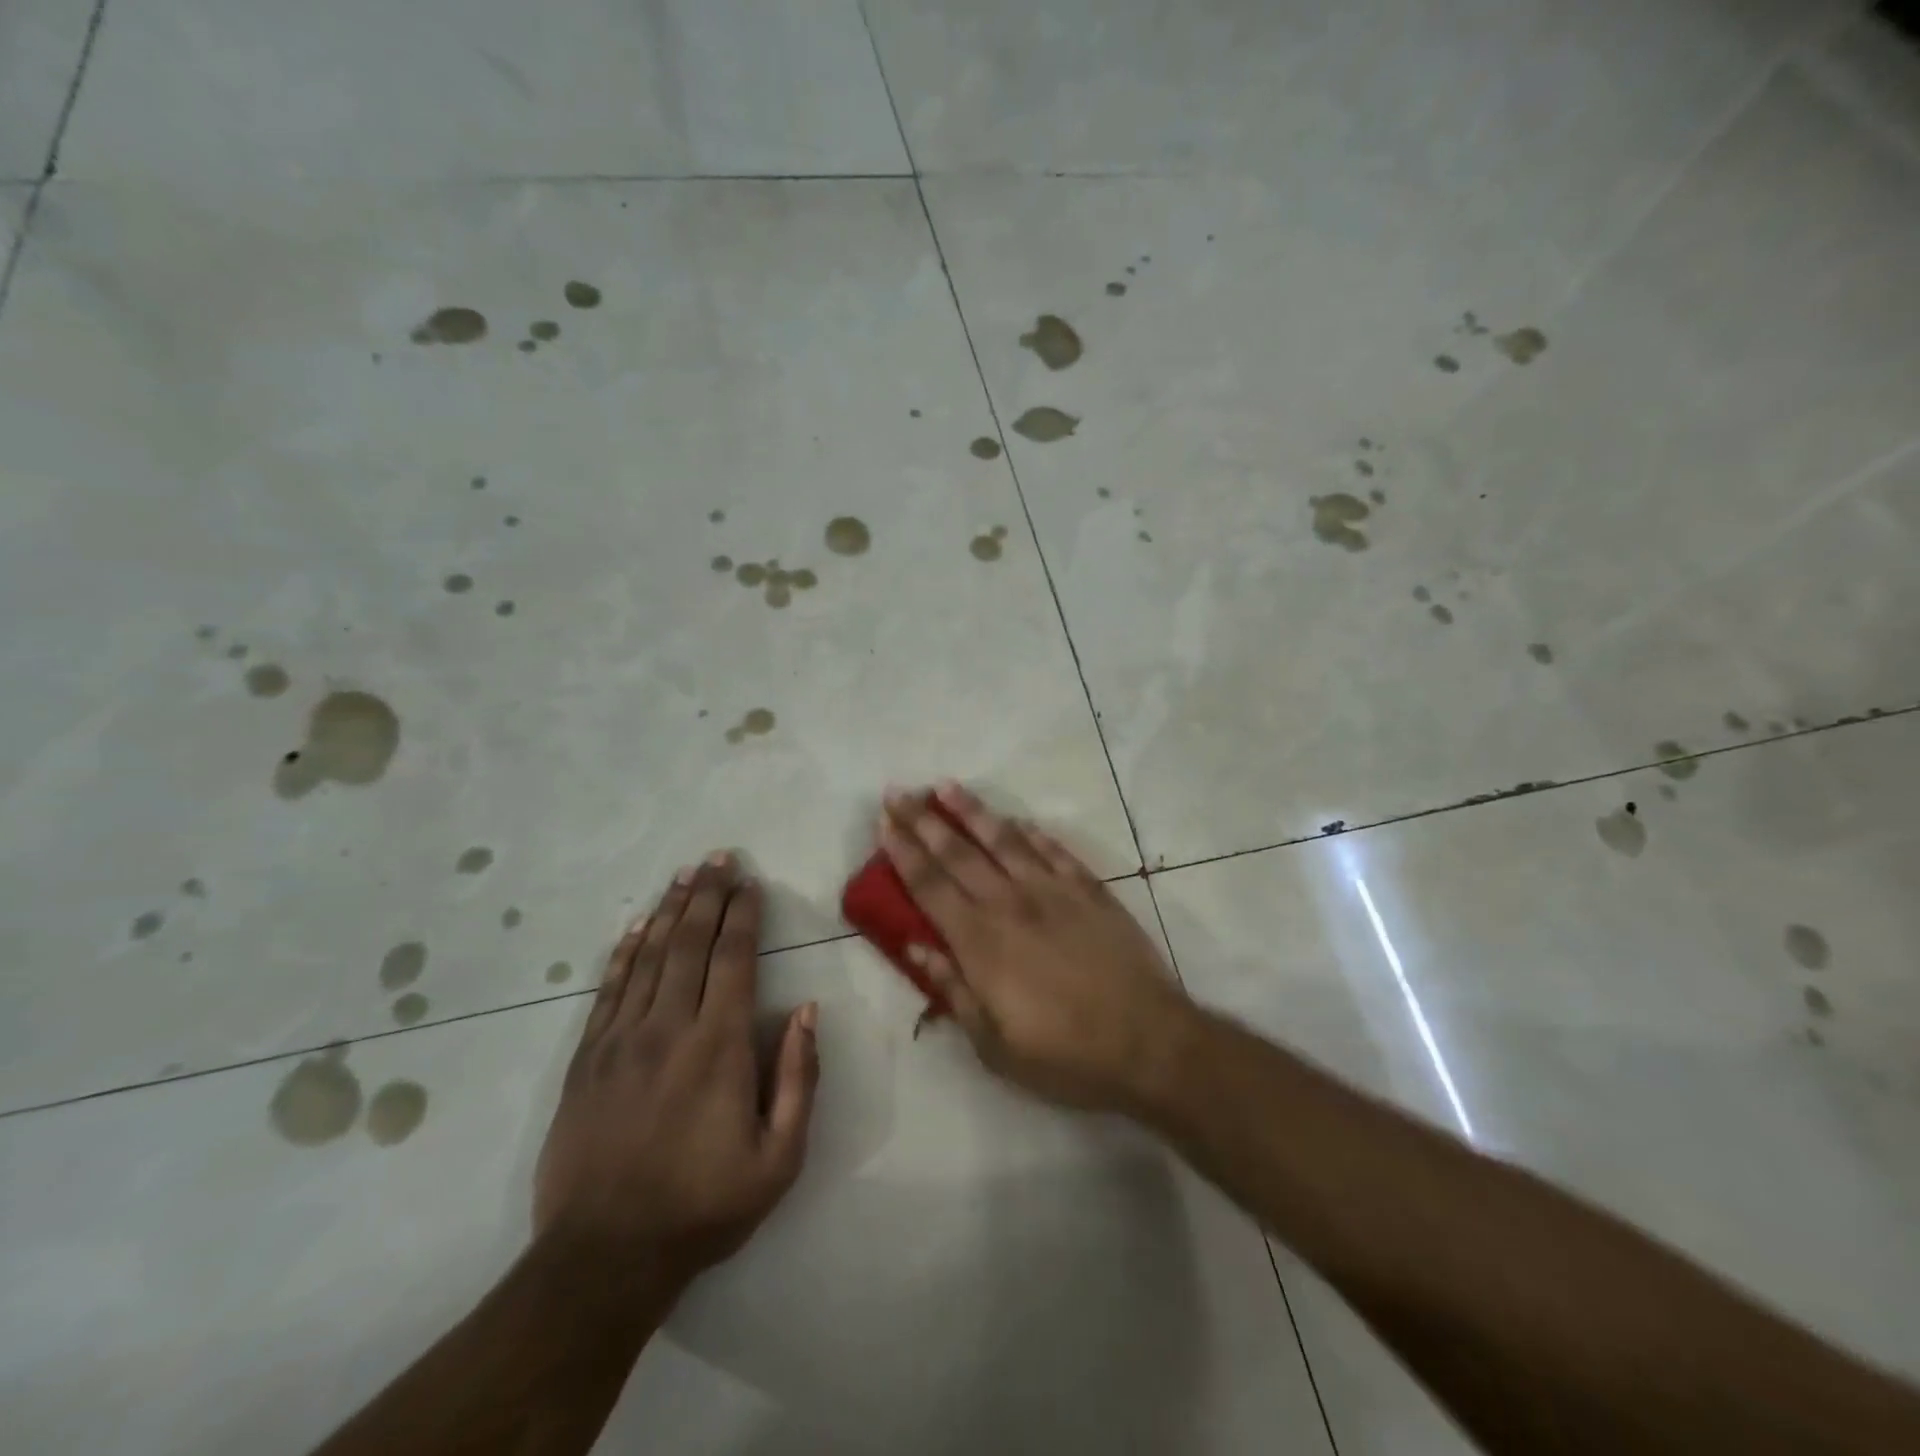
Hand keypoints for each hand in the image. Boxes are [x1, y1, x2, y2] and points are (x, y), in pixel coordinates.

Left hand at [533, 855, 818, 1281]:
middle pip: (688, 943)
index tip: (750, 883)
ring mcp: (621, 1039)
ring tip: (683, 875)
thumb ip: (798, 1078)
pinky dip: (623, 952)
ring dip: (668, 911)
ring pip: (647, 956)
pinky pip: (607, 990)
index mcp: (718, 1045)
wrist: (604, 1257)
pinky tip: (634, 928)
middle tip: (718, 858)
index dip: (743, 915)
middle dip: (706, 895)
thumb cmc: (704, 1206)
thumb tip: (806, 1010)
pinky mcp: (587, 1059)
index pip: (732, 959)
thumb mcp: (780, 1157)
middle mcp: (668, 1027)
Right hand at [877, 784, 1197, 1113]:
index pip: (930, 886)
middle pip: (957, 853)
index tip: (884, 823)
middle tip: (898, 792)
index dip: (903, 852)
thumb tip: (915, 947)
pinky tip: (1018, 821)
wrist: (1147, 1041)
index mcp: (980, 942)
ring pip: (1003, 839)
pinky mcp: (1089, 890)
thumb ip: (953, 989)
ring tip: (946, 786)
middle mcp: (1010, 904)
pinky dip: (1032, 833)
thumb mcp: (993, 1044)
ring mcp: (1053, 891)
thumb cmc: (1064, 1055)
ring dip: (971, 811)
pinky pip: (1054, 851)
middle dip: (923, 820)